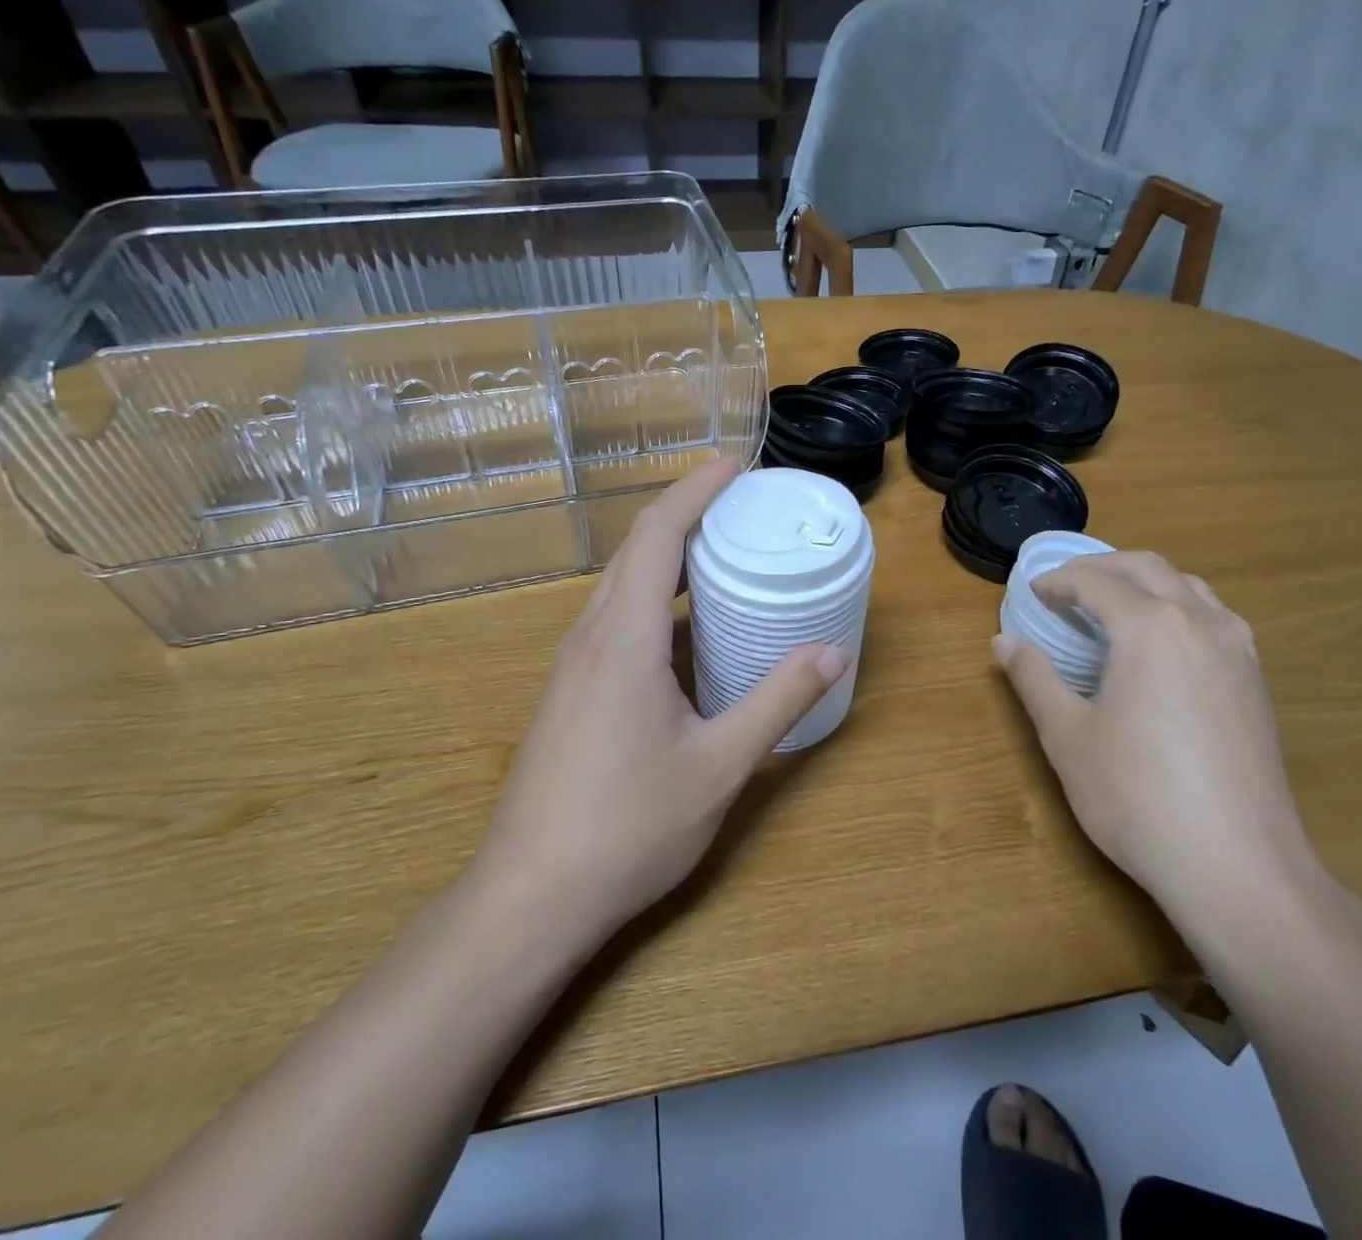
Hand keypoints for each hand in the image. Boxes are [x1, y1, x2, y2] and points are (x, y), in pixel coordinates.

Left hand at [477, 458, 848, 935]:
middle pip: (638, 548)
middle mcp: (592, 636)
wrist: (529, 898)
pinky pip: (616, 618)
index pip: (659, 534)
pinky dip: (657, 598)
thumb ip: (777, 702)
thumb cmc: (627, 828)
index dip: (697, 489)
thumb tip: (832, 652)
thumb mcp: (719, 766)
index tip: (739, 464)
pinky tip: (691, 628)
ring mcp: (574, 664)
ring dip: (671, 556)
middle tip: (745, 505)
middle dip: (689, 512)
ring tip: (725, 553)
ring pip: (623, 584)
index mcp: (624, 638)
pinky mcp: (571, 690)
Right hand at [993, 552, 1317, 914]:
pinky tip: (1163, 643)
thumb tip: (1003, 642)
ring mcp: (1237, 650)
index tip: (1033, 593)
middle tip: (1065, 588)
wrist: (1238, 866)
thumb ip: (1033, 679)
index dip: (1058, 582)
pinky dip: (1178, 606)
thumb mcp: (1068, 736)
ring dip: (1144, 581)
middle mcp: (1199, 622)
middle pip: (1147, 567)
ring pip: (1188, 586)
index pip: (1096, 582)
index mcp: (1150, 627)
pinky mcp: (1256, 681)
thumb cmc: (1137, 796)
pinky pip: (1215, 616)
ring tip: (1112, 606)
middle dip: (1101, 567)